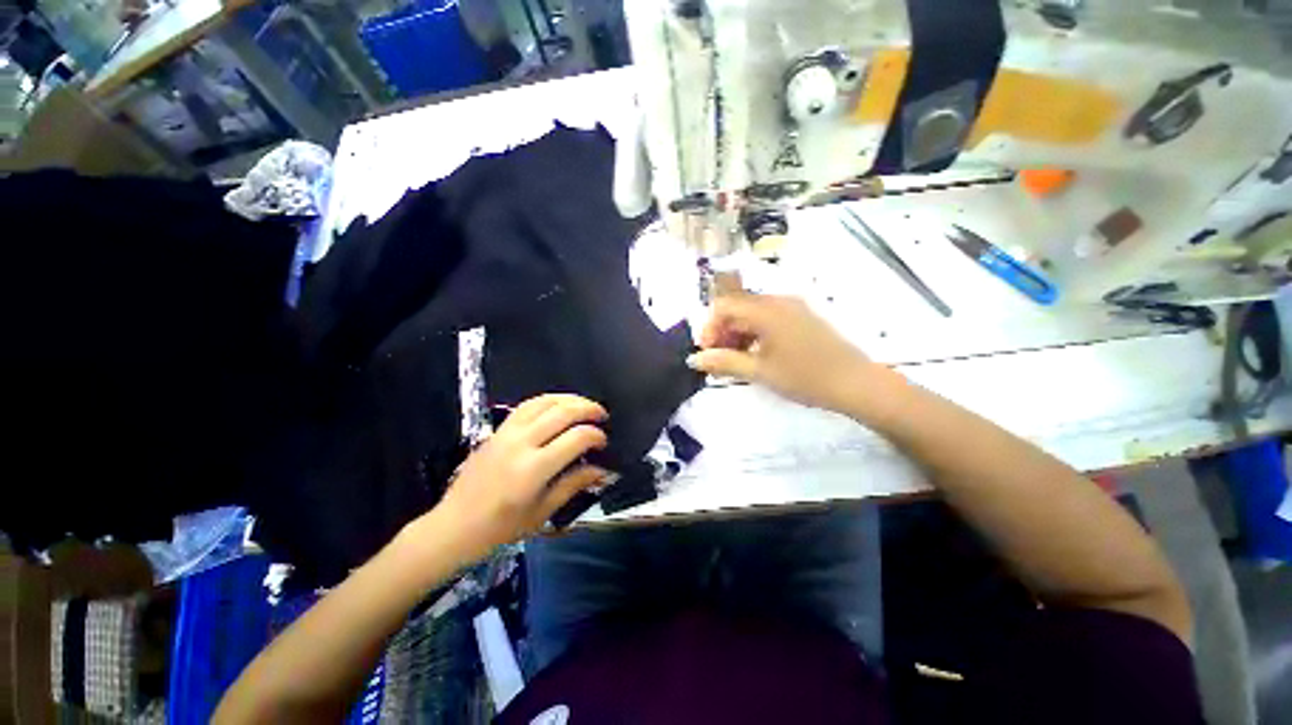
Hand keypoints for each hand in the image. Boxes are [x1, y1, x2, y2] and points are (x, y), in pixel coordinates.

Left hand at [427, 395, 608, 561]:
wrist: (455, 525)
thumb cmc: (501, 527)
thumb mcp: (544, 512)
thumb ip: (575, 484)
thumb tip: (603, 470)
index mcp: (534, 469)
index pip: (576, 438)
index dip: (596, 436)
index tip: (604, 443)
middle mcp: (521, 443)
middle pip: (563, 412)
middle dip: (588, 409)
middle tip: (602, 415)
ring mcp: (507, 433)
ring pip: (544, 402)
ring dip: (569, 399)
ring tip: (585, 405)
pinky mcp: (498, 430)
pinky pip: (527, 405)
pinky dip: (548, 400)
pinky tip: (558, 405)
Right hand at [687, 293, 893, 415]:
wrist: (857, 383)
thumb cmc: (805, 377)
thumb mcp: (760, 372)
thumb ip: (724, 362)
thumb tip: (694, 359)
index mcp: (767, 310)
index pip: (724, 306)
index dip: (709, 327)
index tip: (707, 353)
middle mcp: (778, 301)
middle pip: (737, 309)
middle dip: (722, 333)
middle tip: (718, 362)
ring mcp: (792, 308)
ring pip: (752, 315)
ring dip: (737, 336)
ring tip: (735, 363)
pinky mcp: (802, 318)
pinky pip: (768, 320)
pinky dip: (754, 335)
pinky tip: (755, 357)